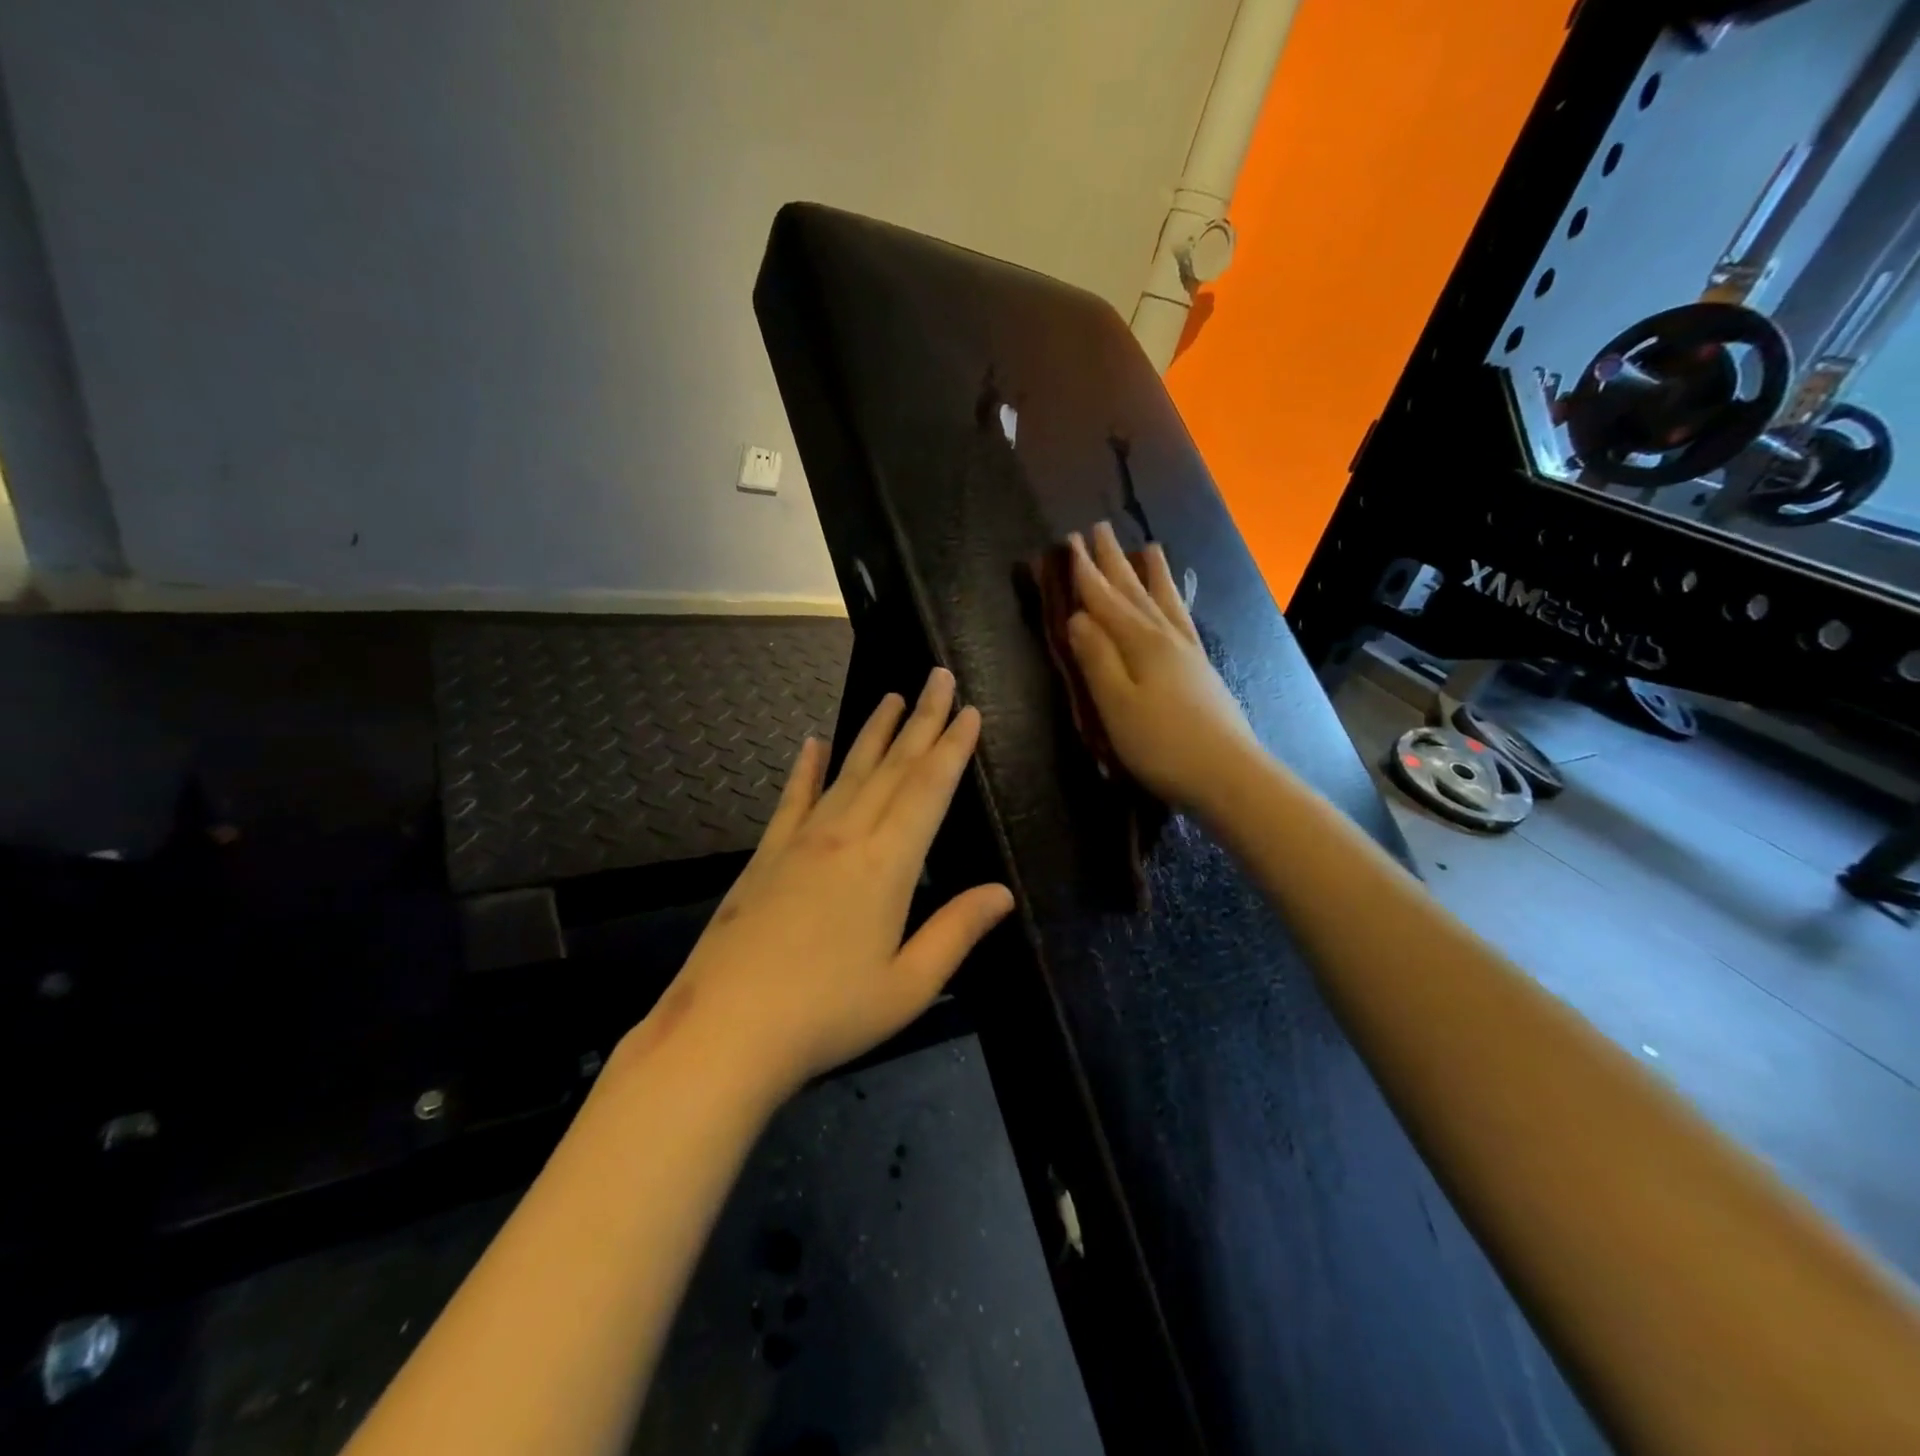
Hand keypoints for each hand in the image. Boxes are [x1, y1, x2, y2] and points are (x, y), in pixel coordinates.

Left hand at [647, 669, 1013, 1095]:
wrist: (724, 1032)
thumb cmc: (827, 1015)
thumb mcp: (908, 985)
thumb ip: (956, 931)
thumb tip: (1002, 891)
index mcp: (887, 865)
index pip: (928, 790)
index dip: (952, 748)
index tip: (967, 709)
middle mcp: (845, 837)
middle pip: (892, 767)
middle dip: (921, 720)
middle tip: (938, 677)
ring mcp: (800, 841)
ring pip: (846, 772)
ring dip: (874, 733)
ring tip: (892, 697)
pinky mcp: (766, 856)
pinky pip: (792, 799)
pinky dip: (806, 769)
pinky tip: (813, 743)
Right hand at [1065, 520, 1258, 812]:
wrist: (1229, 774)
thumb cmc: (1162, 745)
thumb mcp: (1116, 705)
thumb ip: (1096, 659)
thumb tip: (1077, 617)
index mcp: (1141, 644)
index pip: (1105, 600)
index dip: (1085, 572)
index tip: (1069, 541)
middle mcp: (1166, 638)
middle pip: (1134, 592)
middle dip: (1113, 561)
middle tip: (1099, 529)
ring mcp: (1189, 653)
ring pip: (1164, 602)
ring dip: (1151, 574)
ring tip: (1148, 547)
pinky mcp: (1202, 670)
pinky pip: (1182, 620)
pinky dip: (1174, 603)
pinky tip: (1174, 603)